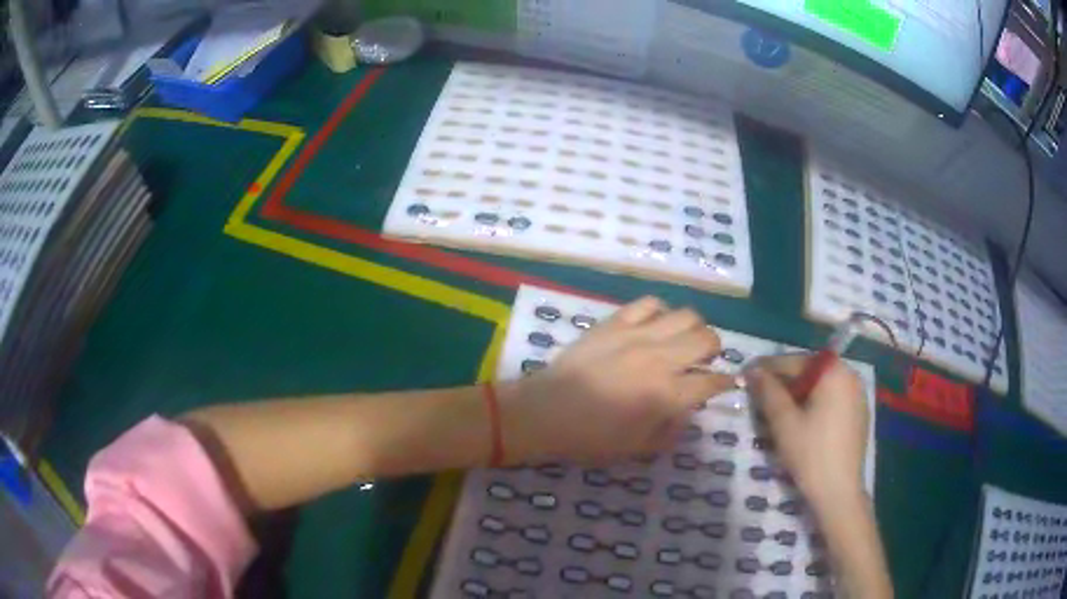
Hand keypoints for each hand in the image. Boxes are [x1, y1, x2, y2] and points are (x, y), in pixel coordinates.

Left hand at [501, 297, 735, 463]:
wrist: (545, 412)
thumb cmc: (590, 438)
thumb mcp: (637, 448)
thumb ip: (671, 430)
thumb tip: (687, 412)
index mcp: (667, 395)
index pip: (712, 382)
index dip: (724, 383)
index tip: (725, 383)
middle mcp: (661, 359)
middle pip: (708, 339)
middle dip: (714, 350)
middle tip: (703, 361)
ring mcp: (638, 335)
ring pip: (686, 315)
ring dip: (693, 328)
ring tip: (682, 340)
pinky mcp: (616, 321)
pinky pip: (650, 303)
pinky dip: (661, 312)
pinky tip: (654, 325)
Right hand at [744, 354, 869, 507]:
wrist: (839, 491)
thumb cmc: (810, 454)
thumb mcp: (783, 422)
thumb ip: (768, 391)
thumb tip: (753, 371)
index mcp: (834, 372)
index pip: (795, 362)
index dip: (768, 368)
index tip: (746, 375)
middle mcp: (850, 375)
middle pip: (810, 371)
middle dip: (785, 381)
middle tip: (761, 394)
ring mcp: (858, 394)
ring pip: (822, 385)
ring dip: (799, 392)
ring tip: (778, 408)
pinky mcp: (859, 413)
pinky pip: (833, 398)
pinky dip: (815, 403)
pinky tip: (802, 421)